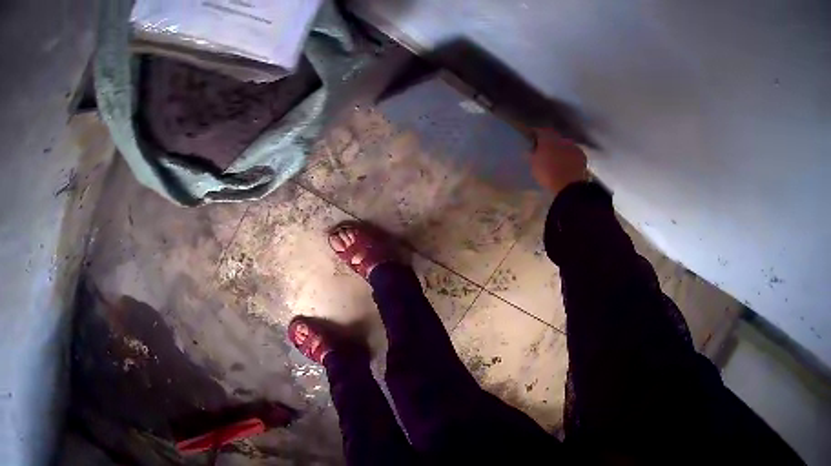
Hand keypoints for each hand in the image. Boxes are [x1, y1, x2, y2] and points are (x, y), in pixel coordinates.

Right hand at [528, 129, 587, 195]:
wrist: (570, 185)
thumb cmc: (548, 174)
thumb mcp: (534, 165)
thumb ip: (532, 155)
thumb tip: (530, 150)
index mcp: (546, 137)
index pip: (539, 131)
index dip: (535, 134)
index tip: (532, 139)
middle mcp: (560, 137)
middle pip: (553, 136)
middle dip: (549, 142)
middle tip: (545, 150)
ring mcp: (572, 145)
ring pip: (564, 144)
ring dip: (560, 149)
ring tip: (557, 158)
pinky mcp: (581, 154)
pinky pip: (573, 152)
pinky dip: (570, 156)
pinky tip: (568, 163)